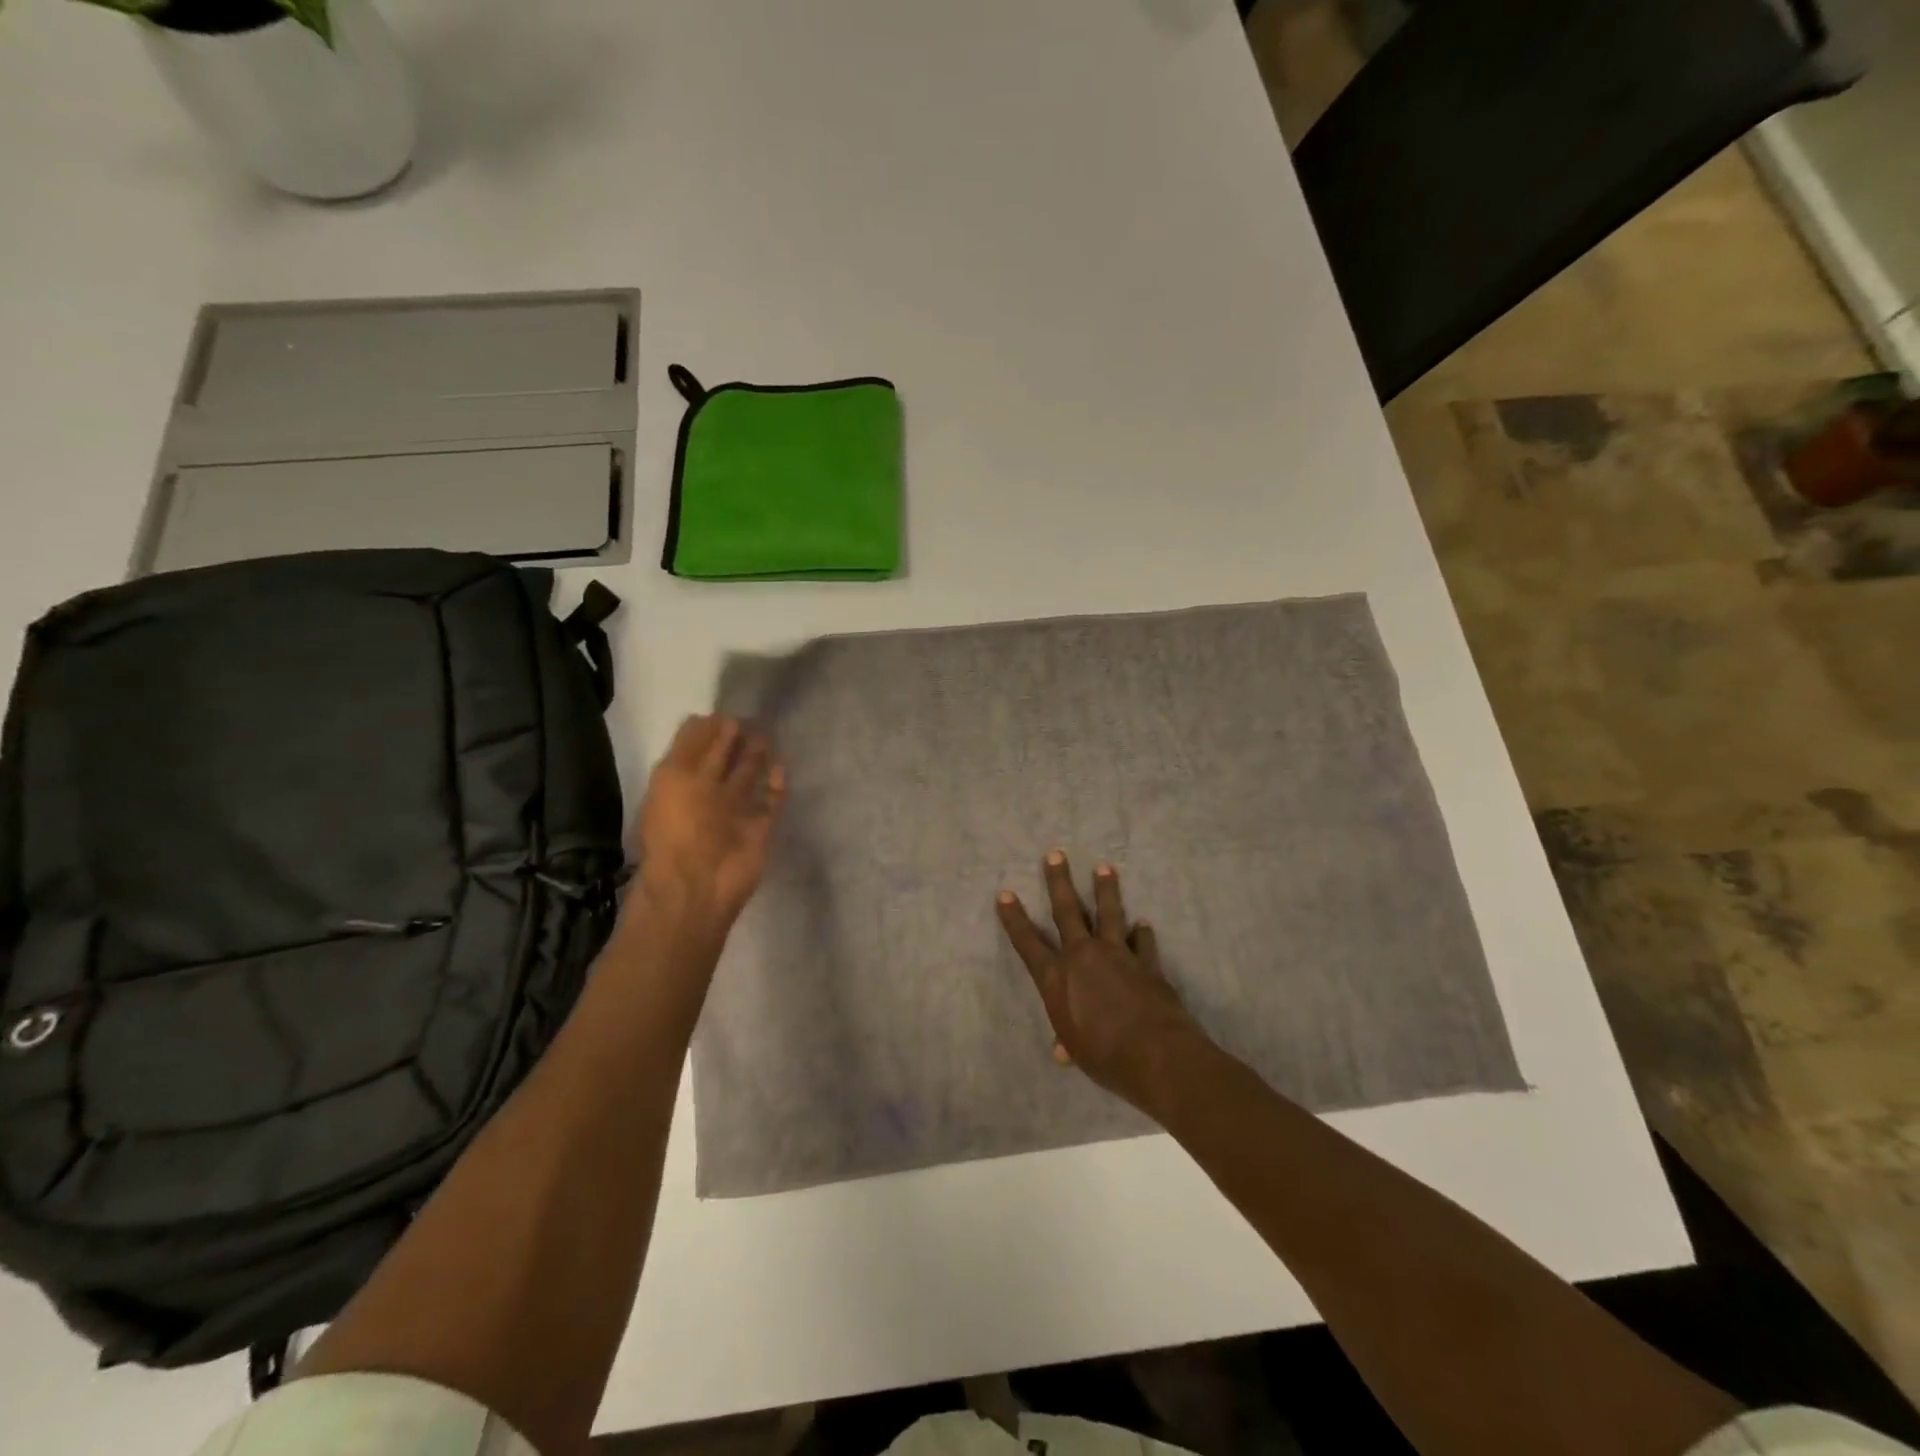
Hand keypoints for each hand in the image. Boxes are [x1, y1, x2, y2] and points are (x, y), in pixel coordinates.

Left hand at [631, 715, 785, 934]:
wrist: (699, 884)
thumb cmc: (680, 826)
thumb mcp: (675, 777)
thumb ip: (693, 746)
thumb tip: (713, 718)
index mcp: (680, 783)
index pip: (693, 748)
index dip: (707, 730)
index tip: (725, 710)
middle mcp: (706, 795)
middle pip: (722, 761)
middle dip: (733, 740)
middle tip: (750, 717)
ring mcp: (734, 813)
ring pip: (746, 779)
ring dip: (755, 758)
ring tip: (766, 735)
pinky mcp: (759, 829)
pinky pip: (770, 803)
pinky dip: (776, 787)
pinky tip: (781, 767)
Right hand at [996, 851, 1204, 1112]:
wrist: (1156, 1055)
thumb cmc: (1105, 1057)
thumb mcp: (1078, 1050)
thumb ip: (1068, 1041)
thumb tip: (1062, 1051)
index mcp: (1057, 978)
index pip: (1028, 943)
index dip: (1014, 919)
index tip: (1005, 894)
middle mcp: (1083, 957)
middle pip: (1067, 911)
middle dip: (1059, 881)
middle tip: (1056, 854)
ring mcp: (1117, 955)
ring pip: (1108, 913)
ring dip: (1105, 890)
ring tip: (1104, 868)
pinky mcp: (1146, 962)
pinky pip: (1142, 943)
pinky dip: (1142, 934)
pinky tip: (1143, 924)